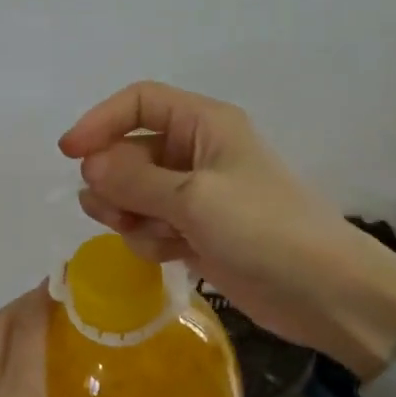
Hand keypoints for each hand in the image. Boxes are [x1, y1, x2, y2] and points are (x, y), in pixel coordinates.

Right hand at [60, 80, 395, 363]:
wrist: (325, 294)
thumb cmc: (264, 230)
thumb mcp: (194, 198)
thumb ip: (135, 179)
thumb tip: (89, 164)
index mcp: (204, 124)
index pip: (140, 102)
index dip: (101, 121)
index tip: (70, 154)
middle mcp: (197, 152)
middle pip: (131, 151)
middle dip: (115, 180)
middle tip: (112, 211)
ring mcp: (197, 195)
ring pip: (136, 192)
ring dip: (130, 213)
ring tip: (150, 235)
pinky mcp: (197, 232)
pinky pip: (152, 225)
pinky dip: (151, 238)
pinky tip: (172, 254)